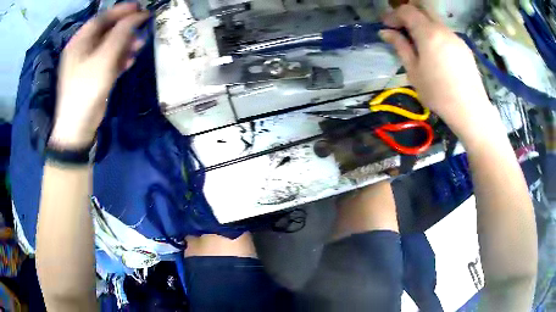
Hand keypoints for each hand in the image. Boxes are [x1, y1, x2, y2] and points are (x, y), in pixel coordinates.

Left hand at [50, 3, 148, 147]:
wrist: (78, 128)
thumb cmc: (86, 90)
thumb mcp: (104, 59)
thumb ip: (120, 34)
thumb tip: (137, 16)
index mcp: (79, 42)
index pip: (101, 19)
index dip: (120, 11)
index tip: (139, 7)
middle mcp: (82, 50)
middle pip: (106, 31)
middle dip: (125, 27)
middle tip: (143, 24)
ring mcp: (87, 64)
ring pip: (109, 46)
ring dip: (125, 43)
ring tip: (140, 44)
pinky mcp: (94, 77)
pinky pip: (109, 61)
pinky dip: (120, 58)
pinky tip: (130, 60)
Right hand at [380, 5, 500, 143]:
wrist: (470, 110)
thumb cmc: (438, 93)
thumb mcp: (414, 72)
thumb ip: (401, 47)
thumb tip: (386, 32)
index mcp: (428, 33)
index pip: (407, 11)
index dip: (393, 15)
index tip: (387, 26)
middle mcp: (443, 29)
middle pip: (422, 10)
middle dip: (408, 14)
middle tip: (402, 29)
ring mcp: (456, 37)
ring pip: (435, 22)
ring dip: (423, 26)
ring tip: (419, 44)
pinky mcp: (464, 47)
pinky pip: (446, 33)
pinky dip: (436, 35)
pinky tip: (437, 54)